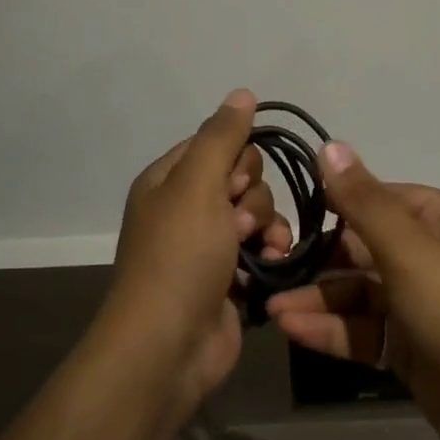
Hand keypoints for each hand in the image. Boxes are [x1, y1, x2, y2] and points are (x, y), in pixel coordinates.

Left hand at [102, 89, 292, 416]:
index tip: (236, 180)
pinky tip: (272, 263)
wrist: (169, 348)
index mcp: (168, 180)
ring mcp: (209, 244)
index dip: (236, 158)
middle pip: (242, 176)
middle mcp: (186, 207)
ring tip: (257, 249)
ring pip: (257, 211)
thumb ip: (222, 136)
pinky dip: (270, 251)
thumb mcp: (197, 185)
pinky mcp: (230, 276)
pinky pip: (262, 246)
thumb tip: (242, 92)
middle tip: (236, 222)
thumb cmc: (179, 257)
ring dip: (265, 225)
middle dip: (252, 196)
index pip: (216, 143)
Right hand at [264, 144, 439, 439]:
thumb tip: (329, 145)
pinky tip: (293, 331)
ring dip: (319, 299)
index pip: (383, 198)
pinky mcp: (413, 349)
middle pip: (367, 247)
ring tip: (271, 307)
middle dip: (321, 259)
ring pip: (362, 292)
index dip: (340, 202)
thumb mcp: (409, 249)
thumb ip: (363, 201)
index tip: (294, 209)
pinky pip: (366, 330)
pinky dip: (333, 330)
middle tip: (273, 265)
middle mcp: (436, 257)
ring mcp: (424, 306)